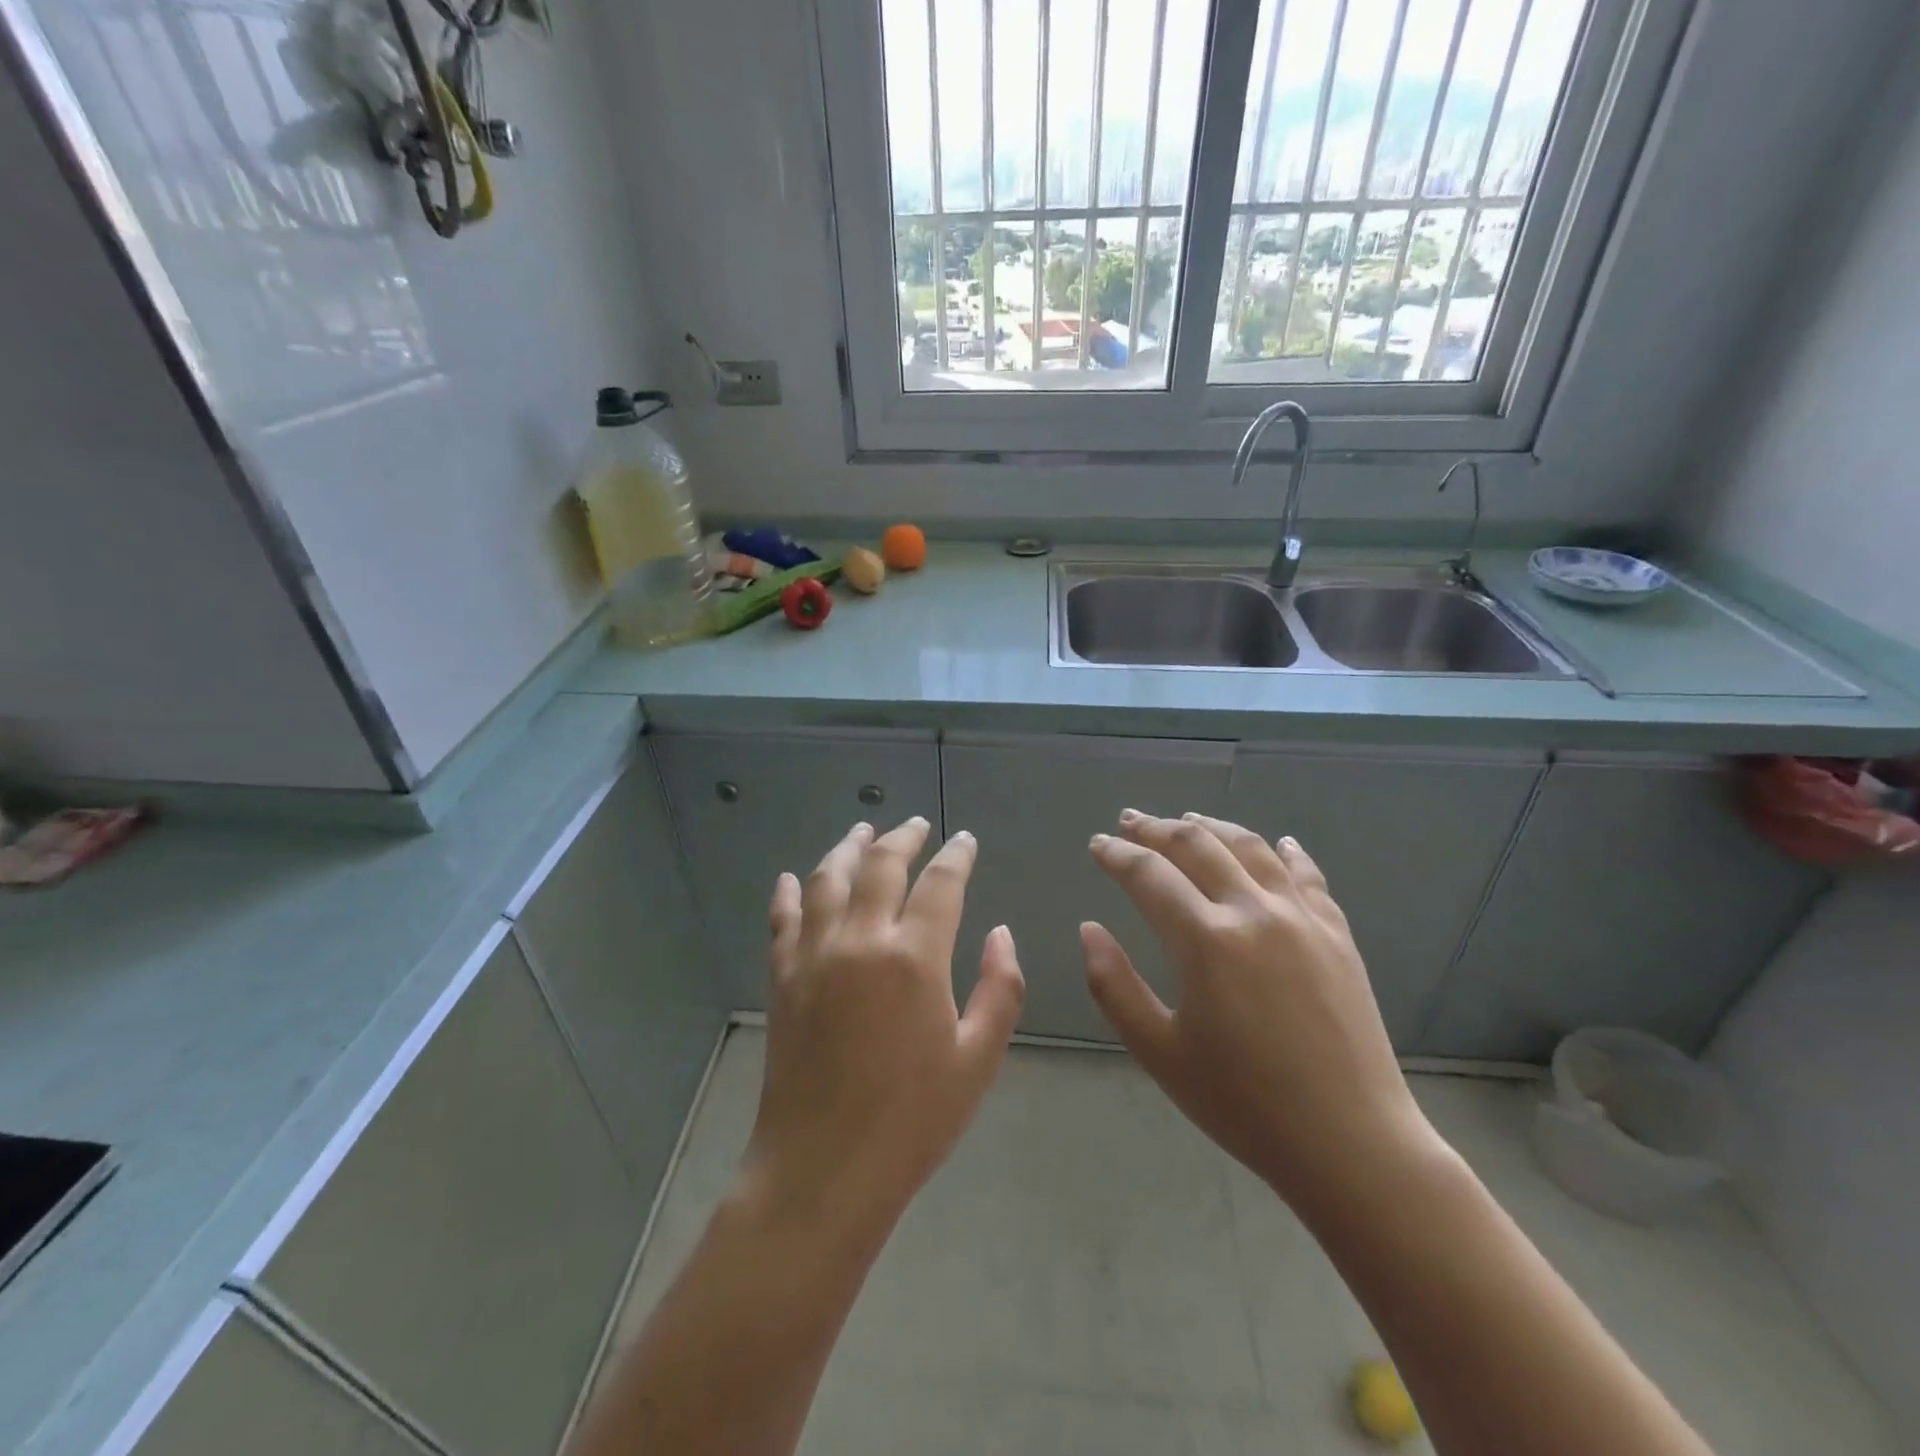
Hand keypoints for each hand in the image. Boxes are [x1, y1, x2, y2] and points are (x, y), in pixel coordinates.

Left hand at [743, 818, 1024, 1240]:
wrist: (823, 1168)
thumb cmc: (913, 1119)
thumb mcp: (978, 1058)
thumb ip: (999, 988)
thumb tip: (1000, 932)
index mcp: (914, 957)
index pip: (941, 884)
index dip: (956, 856)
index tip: (964, 840)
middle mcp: (860, 940)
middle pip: (881, 866)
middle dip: (902, 838)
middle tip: (915, 825)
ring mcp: (814, 955)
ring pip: (828, 879)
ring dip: (847, 848)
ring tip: (862, 831)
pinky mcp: (783, 978)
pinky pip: (783, 919)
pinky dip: (789, 892)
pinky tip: (793, 877)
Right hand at [1082, 811, 1434, 1210]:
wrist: (1352, 1144)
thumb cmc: (1244, 1104)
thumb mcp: (1159, 1052)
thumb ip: (1114, 985)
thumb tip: (1089, 929)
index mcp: (1207, 941)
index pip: (1149, 875)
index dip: (1117, 855)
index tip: (1097, 844)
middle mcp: (1254, 912)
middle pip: (1197, 846)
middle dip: (1156, 828)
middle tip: (1130, 820)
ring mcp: (1303, 918)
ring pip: (1250, 848)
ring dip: (1212, 827)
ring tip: (1187, 818)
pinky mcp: (1337, 934)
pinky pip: (1307, 875)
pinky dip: (1284, 851)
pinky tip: (1276, 842)